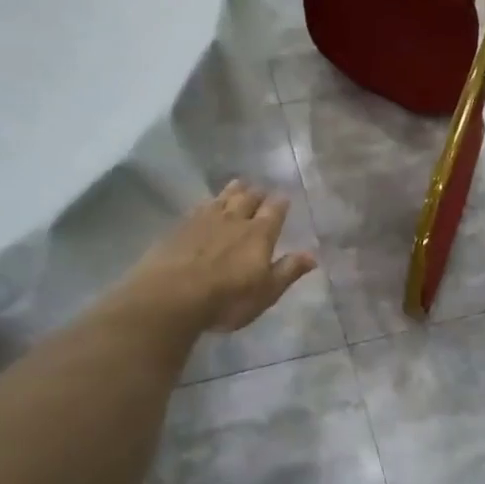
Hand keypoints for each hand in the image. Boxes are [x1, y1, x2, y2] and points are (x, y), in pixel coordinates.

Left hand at [118, 180, 317, 332]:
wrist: (171, 295)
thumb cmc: (226, 299)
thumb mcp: (265, 292)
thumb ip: (288, 271)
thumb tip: (313, 255)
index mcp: (259, 234)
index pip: (274, 211)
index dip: (280, 203)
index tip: (284, 198)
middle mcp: (234, 220)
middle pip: (248, 198)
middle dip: (257, 193)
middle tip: (261, 190)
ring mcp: (205, 219)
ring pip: (223, 197)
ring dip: (233, 190)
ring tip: (238, 185)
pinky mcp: (180, 226)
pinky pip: (199, 206)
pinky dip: (208, 202)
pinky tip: (206, 204)